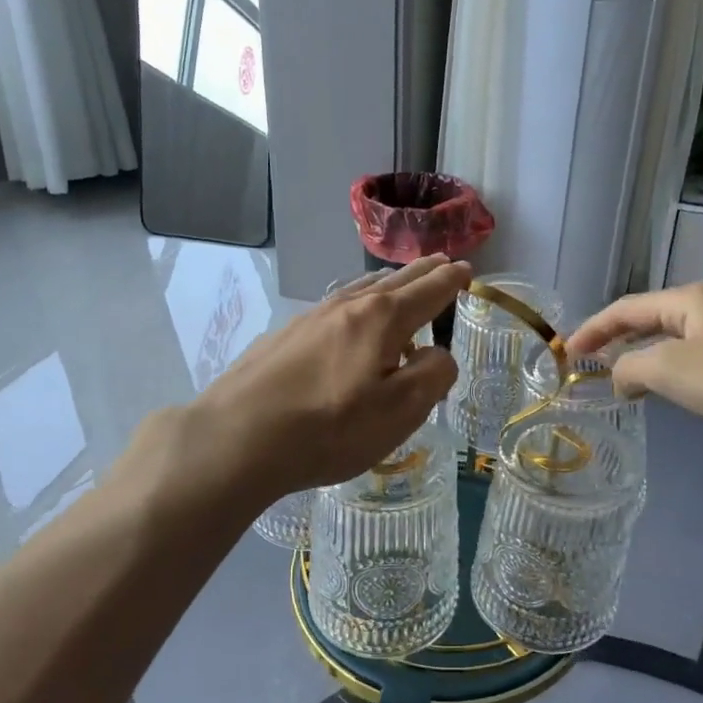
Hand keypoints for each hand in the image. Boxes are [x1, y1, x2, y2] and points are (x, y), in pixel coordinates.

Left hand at [180, 257, 468, 503]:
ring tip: (401, 284)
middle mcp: (347, 306)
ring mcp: (311, 317)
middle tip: (442, 264)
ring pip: (361, 289)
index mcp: (382, 319)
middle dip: (423, 272)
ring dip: (389, 283)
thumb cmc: (328, 429)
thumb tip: (438, 353)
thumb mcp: (399, 412)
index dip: (451, 280)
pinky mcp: (285, 335)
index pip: (428, 290)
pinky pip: (336, 306)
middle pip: (394, 281)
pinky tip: (350, 319)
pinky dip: (358, 303)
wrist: (236, 438)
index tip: (466, 272)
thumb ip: (432, 376)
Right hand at [566, 282, 702, 439]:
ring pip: (672, 336)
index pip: (626, 308)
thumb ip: (631, 368)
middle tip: (589, 360)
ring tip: (620, 375)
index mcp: (688, 298)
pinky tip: (666, 384)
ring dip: (642, 354)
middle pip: (649, 317)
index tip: (568, 350)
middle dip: (616, 338)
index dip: (593, 328)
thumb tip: (619, 377)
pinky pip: (693, 353)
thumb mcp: (669, 370)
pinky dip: (669, 366)